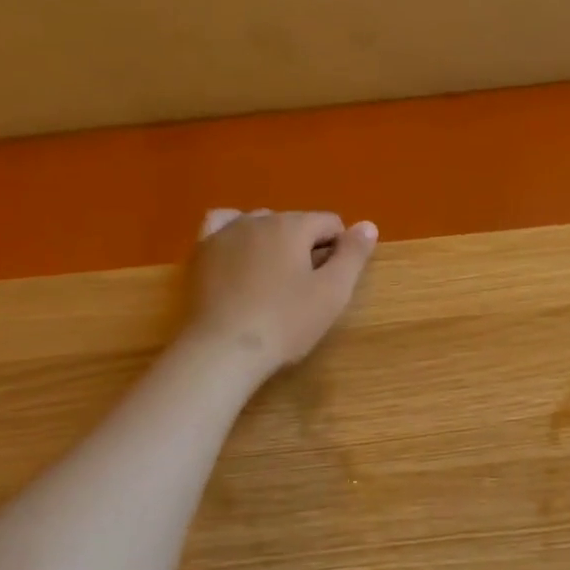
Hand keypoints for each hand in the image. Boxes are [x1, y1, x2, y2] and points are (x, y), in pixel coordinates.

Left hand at [180, 209, 377, 377]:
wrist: (223, 350)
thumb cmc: (285, 322)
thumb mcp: (332, 292)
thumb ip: (354, 255)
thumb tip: (368, 225)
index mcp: (293, 226)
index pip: (330, 223)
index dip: (339, 251)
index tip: (332, 284)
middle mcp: (258, 219)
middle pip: (295, 223)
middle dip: (306, 247)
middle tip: (304, 290)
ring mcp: (225, 233)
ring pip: (261, 224)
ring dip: (274, 243)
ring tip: (274, 280)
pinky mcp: (201, 252)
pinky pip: (221, 225)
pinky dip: (236, 233)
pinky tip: (240, 252)